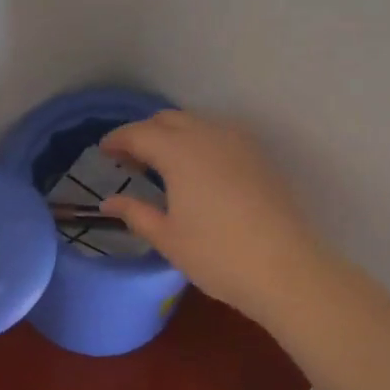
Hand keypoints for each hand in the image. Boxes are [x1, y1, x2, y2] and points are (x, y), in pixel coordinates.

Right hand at [100, 110, 330, 325]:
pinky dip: (198, 142)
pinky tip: (196, 171)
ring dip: (173, 135)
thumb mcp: (167, 237)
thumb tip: (110, 201)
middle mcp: (208, 135)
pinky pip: (219, 135)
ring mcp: (238, 143)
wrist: (286, 269)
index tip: (103, 152)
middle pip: (167, 120)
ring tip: (161, 165)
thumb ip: (135, 212)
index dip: (117, 140)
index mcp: (179, 151)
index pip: (139, 133)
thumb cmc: (217, 255)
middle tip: (129, 160)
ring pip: (196, 123)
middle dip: (144, 133)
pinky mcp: (258, 156)